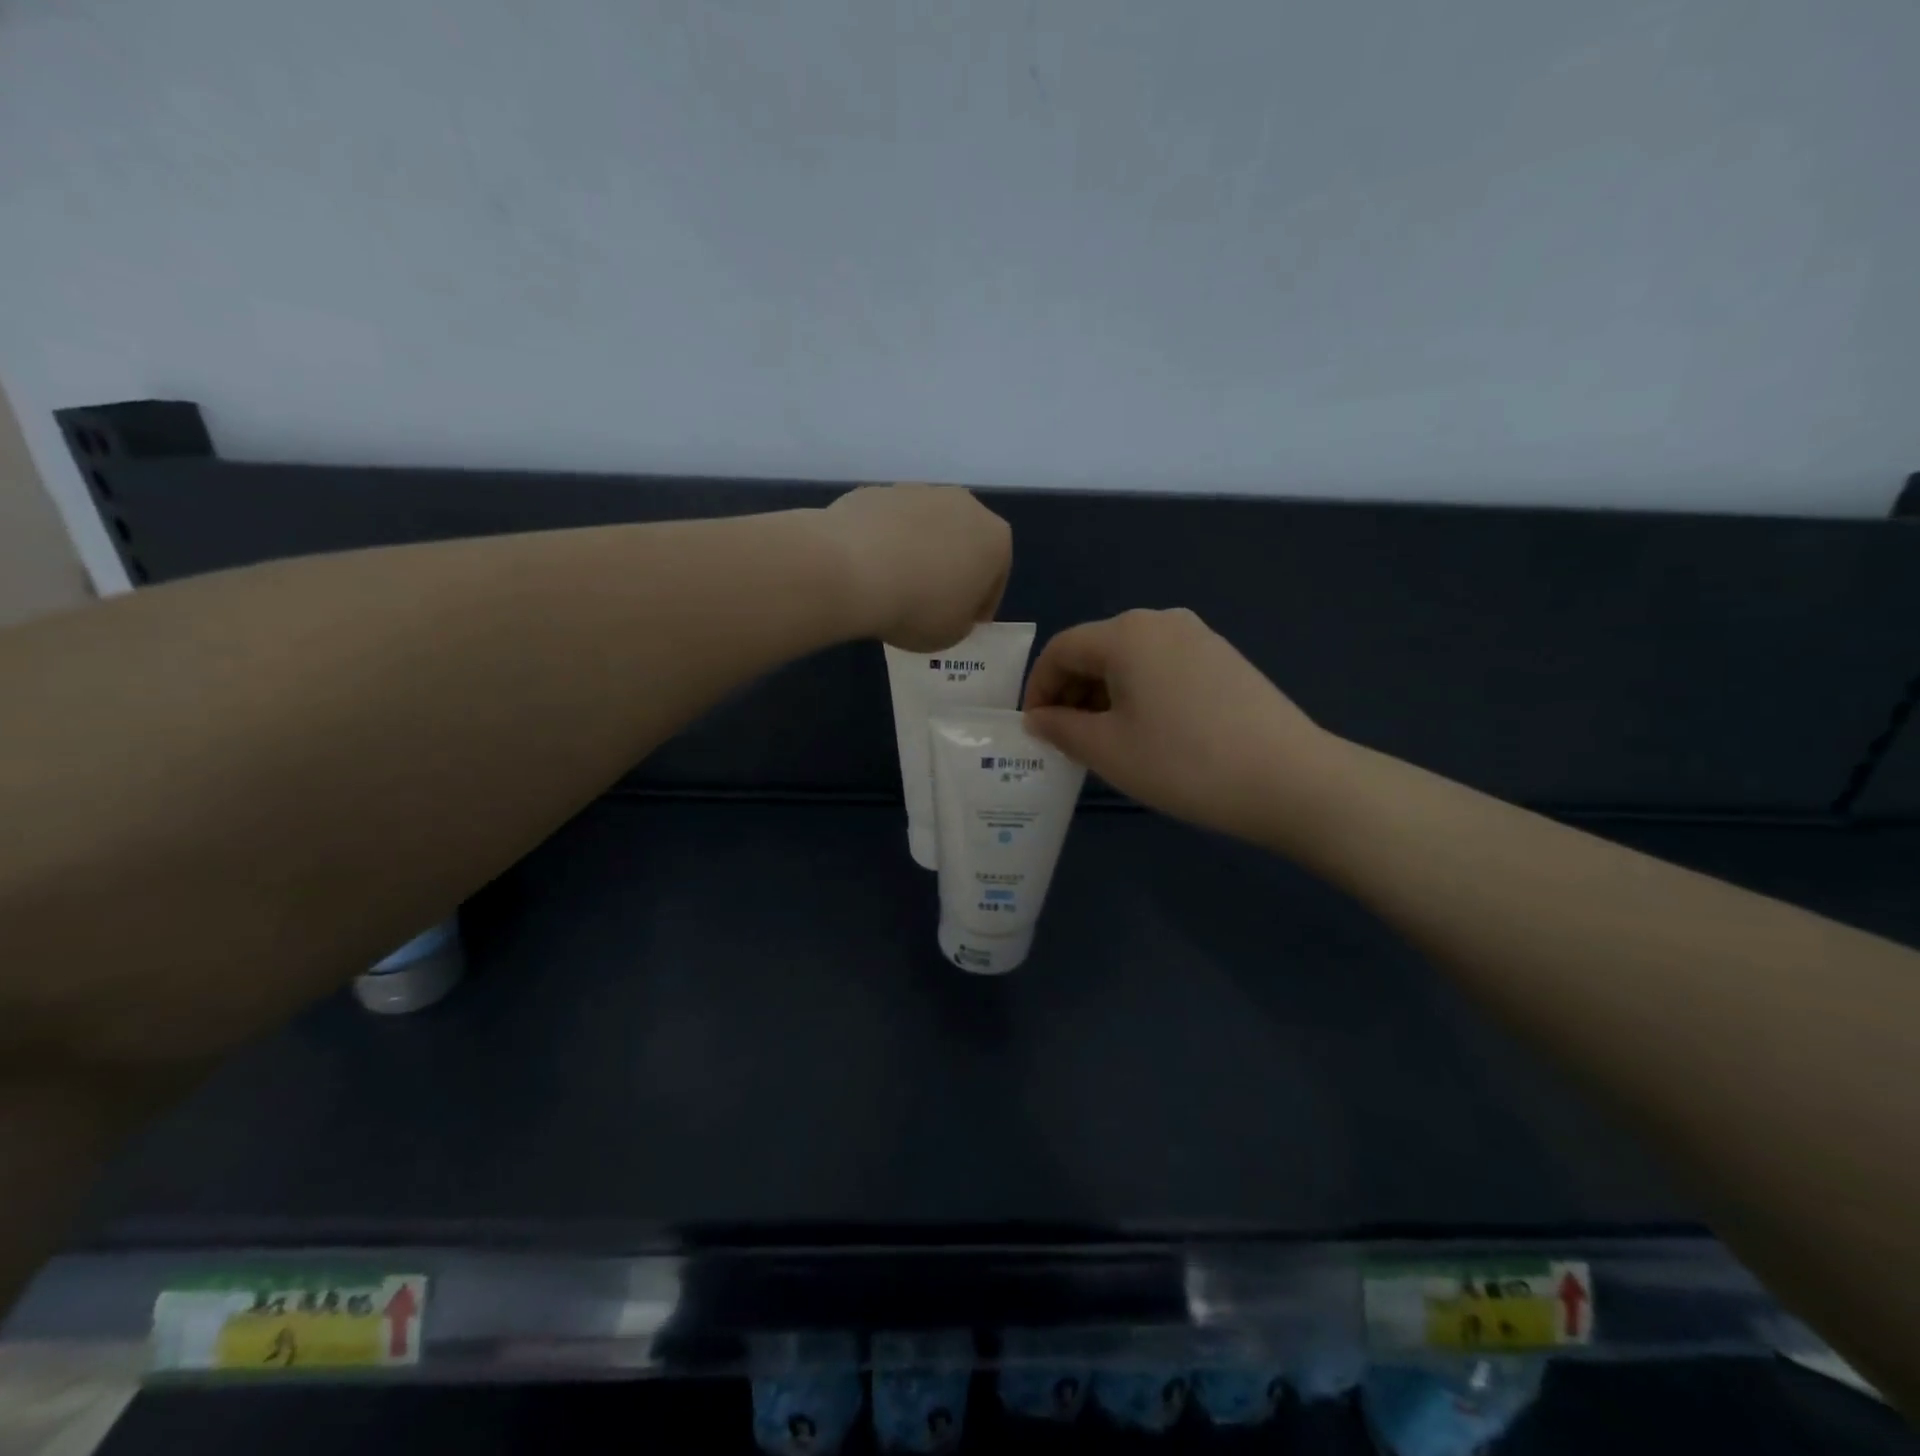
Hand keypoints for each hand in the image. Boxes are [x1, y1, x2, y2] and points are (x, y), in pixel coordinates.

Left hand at [820, 484, 1010, 651]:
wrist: (852, 571)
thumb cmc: (918, 608)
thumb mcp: (952, 634)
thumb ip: (961, 619)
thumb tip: (950, 607)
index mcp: (995, 539)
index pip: (997, 577)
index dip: (981, 604)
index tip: (964, 623)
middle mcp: (964, 505)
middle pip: (964, 542)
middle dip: (952, 568)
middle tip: (931, 602)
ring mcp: (918, 491)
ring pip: (926, 528)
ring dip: (918, 553)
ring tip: (895, 586)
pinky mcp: (877, 491)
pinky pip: (889, 525)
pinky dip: (885, 543)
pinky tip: (869, 570)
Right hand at [1023, 609, 1348, 847]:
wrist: (1289, 779)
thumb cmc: (1183, 762)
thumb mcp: (1108, 750)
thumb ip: (1061, 729)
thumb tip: (1038, 718)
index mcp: (1126, 634)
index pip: (1061, 649)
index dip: (1038, 688)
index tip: (1034, 729)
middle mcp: (1161, 621)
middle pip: (1097, 650)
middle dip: (1072, 693)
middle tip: (1066, 740)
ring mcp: (1199, 637)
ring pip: (1131, 660)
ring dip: (1105, 695)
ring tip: (1105, 742)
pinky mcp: (1224, 659)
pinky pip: (1163, 668)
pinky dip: (1140, 694)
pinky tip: (1149, 733)